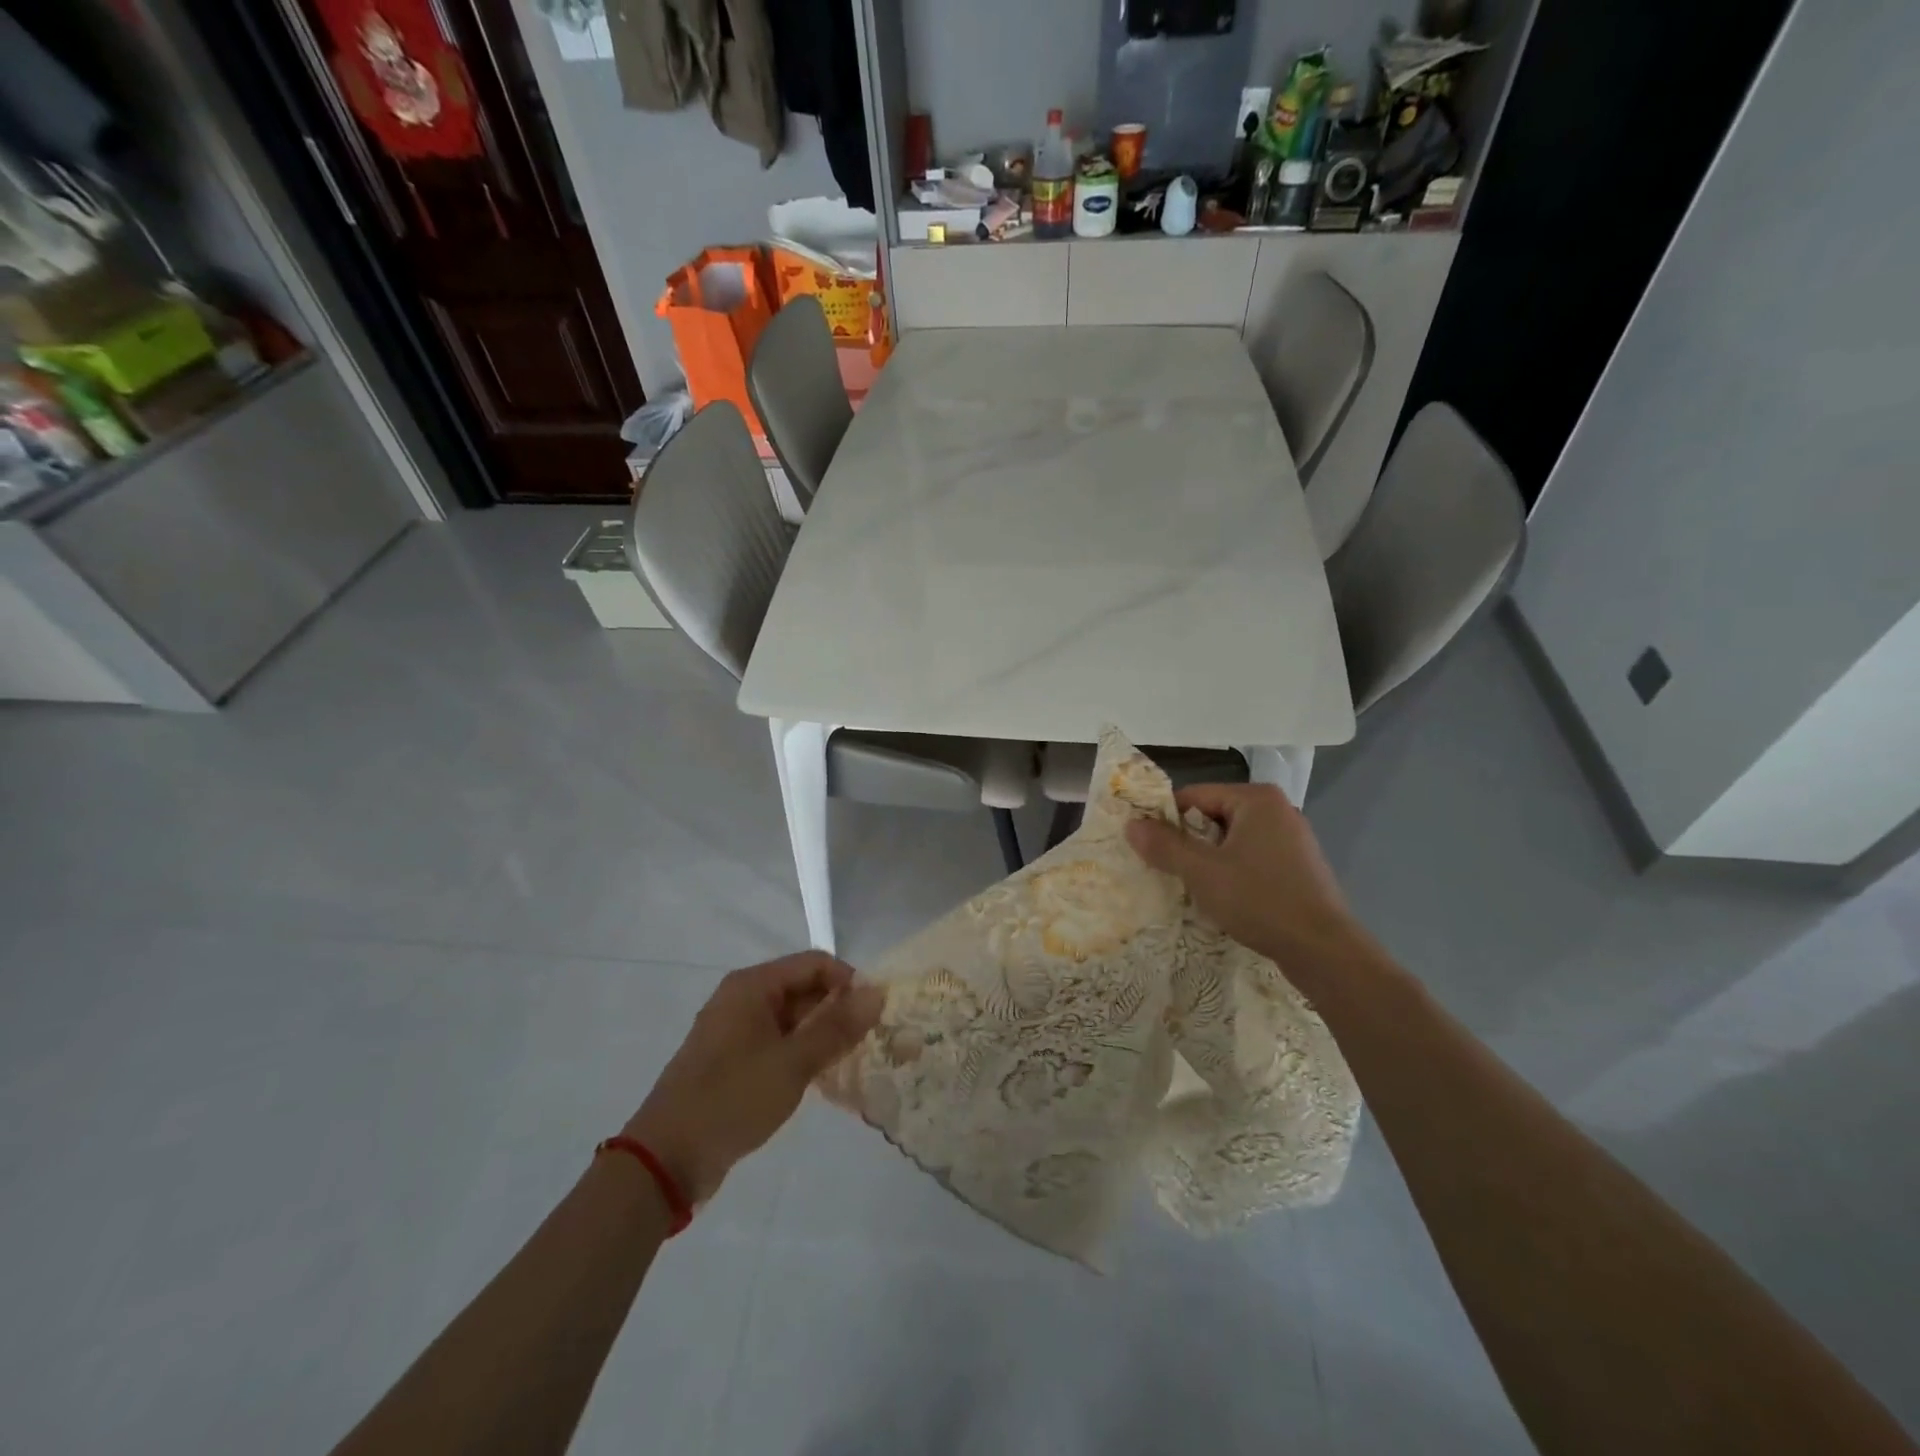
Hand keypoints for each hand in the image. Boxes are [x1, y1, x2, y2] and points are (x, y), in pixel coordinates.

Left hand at [624, 953, 883, 1203]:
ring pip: (793, 1018)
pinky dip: (801, 1053)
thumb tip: (878, 992)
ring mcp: (736, 1030)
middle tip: (869, 1041)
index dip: (848, 982)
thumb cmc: (731, 1099)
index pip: (815, 963)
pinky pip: (778, 1042)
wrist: (666, 1161)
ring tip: (851, 1061)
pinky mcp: (733, 1060)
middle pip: (804, 988)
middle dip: (838, 1010)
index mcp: (752, 985)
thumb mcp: (792, 1063)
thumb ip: (837, 1027)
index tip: (874, 1014)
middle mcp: (743, 998)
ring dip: (822, 1035)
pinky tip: (822, 1078)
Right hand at [1125, 782, 1355, 965]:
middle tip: (1165, 869)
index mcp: (1256, 799)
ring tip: (1190, 886)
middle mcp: (1277, 810)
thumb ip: (1164, 846)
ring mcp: (1292, 839)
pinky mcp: (1299, 867)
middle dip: (1188, 842)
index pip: (1194, 796)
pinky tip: (1223, 898)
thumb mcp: (1202, 872)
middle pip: (1213, 816)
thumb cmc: (1260, 900)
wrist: (1324, 950)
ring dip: (1208, 860)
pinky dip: (1233, 872)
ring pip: (1232, 840)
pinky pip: (1252, 858)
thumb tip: (1131, 825)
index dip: (1166, 819)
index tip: (1147, 847)